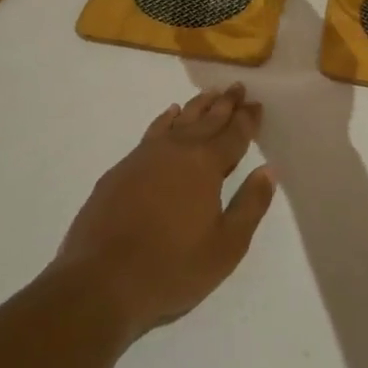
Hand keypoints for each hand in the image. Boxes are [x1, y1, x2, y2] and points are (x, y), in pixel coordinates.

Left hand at [56, 85, 274, 339]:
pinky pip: (153, 131)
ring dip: (197, 106)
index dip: (247, 119)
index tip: (256, 103)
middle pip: (207, 119)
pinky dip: (166, 118)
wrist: (100, 281)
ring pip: (179, 120)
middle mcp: (177, 150)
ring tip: (210, 93)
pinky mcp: (122, 168)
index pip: (233, 134)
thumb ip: (250, 205)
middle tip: (237, 87)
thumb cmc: (172, 268)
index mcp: (206, 165)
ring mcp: (146, 156)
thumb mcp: (226, 247)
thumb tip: (268, 171)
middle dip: (225, 104)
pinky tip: (170, 113)